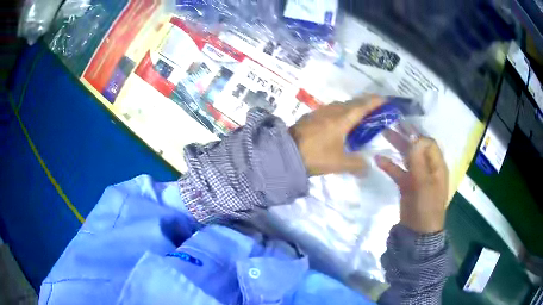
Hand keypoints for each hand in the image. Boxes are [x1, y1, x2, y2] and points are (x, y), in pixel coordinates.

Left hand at [289, 96, 382, 175]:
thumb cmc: (316, 155)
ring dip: (352, 108)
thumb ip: (356, 165)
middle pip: (353, 103)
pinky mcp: (311, 116)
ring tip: (359, 117)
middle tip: (376, 109)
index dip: (375, 101)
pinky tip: (340, 123)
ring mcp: (321, 112)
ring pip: (342, 105)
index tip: (386, 99)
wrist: (286, 152)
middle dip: (366, 104)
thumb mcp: (339, 163)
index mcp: (343, 118)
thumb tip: (368, 167)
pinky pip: (332, 110)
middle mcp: (333, 110)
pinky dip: (341, 112)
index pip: (363, 106)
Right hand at [376, 135, 448, 232]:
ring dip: (397, 147)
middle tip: (391, 124)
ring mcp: (417, 176)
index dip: (417, 134)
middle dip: (405, 136)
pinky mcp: (407, 185)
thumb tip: (414, 137)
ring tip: (384, 134)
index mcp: (437, 166)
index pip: (428, 144)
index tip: (402, 126)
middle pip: (417, 148)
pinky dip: (390, 165)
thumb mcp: (424, 184)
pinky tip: (378, 160)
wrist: (418, 232)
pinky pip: (398, 171)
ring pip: (407, 157)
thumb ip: (418, 161)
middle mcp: (428, 168)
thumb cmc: (426, 207)